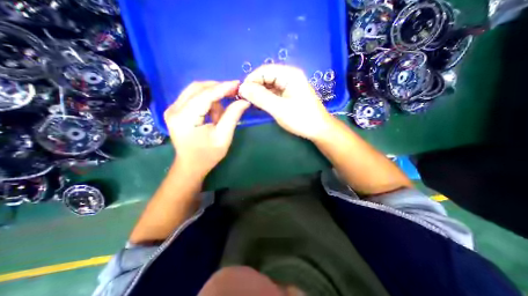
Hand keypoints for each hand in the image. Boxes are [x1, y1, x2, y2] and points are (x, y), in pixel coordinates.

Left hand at [165, 81, 250, 177]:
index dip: (223, 88)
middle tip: (234, 93)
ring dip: (213, 97)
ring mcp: (172, 109)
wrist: (191, 165)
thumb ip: (233, 116)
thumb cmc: (208, 155)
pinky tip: (214, 114)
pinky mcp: (176, 110)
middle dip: (218, 88)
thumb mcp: (223, 137)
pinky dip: (207, 101)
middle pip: (197, 88)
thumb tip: (244, 101)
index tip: (238, 84)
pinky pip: (194, 97)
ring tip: (222, 113)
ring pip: (195, 91)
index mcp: (184, 118)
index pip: (205, 96)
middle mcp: (174, 109)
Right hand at [239, 64, 332, 139]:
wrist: (318, 129)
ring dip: (259, 93)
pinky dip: (265, 98)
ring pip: (268, 85)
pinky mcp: (289, 94)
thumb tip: (242, 88)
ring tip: (251, 104)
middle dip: (254, 87)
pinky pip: (273, 92)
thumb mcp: (278, 108)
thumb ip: (260, 97)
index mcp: (289, 74)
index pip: (264, 70)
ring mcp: (289, 85)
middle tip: (244, 100)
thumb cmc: (301, 119)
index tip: (241, 93)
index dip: (251, 80)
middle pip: (266, 77)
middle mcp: (289, 76)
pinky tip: (260, 105)